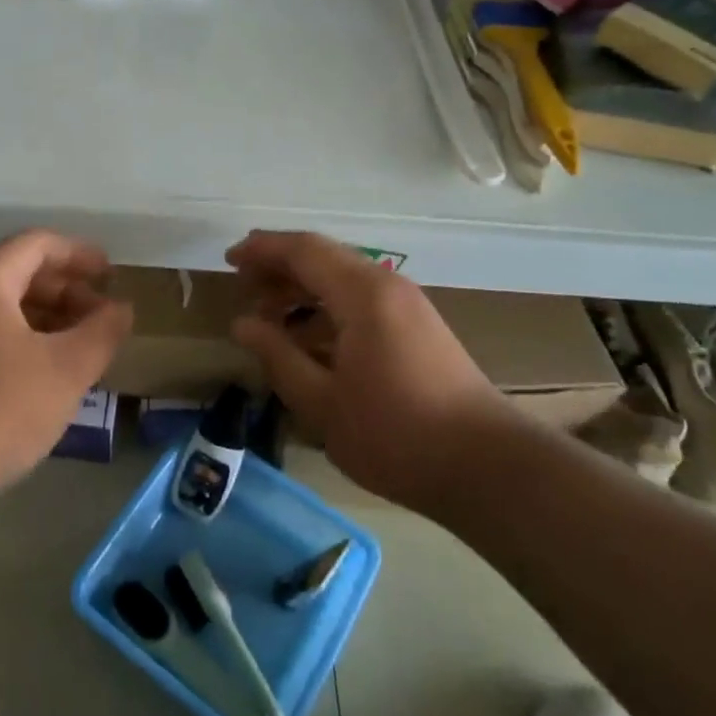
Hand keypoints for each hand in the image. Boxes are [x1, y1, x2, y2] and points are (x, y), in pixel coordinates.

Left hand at [0, 230, 131, 492]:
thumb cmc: (0, 408)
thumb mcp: (67, 368)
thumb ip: (103, 331)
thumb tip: (122, 307)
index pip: (38, 244)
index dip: (80, 254)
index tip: (112, 274)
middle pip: (20, 272)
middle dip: (67, 289)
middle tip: (102, 315)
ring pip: (5, 307)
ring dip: (49, 318)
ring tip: (84, 346)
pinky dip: (26, 340)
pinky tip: (49, 374)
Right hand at [226, 231, 516, 505]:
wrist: (487, 466)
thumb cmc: (395, 435)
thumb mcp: (321, 402)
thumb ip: (277, 356)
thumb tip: (243, 323)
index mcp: (362, 294)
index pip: (303, 249)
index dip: (262, 250)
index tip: (228, 260)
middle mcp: (386, 285)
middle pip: (324, 257)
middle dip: (279, 266)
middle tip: (243, 287)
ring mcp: (407, 304)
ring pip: (343, 277)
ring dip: (303, 288)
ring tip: (269, 315)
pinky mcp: (418, 326)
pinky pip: (361, 298)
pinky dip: (328, 306)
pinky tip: (309, 338)